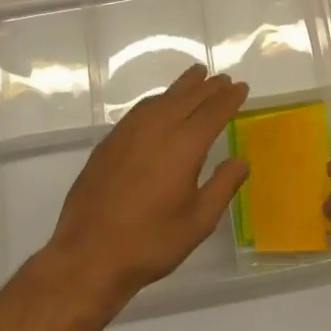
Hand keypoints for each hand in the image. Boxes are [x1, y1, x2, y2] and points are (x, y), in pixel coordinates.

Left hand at [48, 65, 249, 305]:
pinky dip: (158, 99)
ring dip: (182, 86)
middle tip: (222, 78)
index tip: (241, 88)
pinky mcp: (109, 142)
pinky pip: (140, 109)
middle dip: (208, 87)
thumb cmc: (150, 242)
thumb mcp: (198, 222)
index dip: (229, 98)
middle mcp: (157, 129)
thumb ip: (223, 187)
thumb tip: (241, 161)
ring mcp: (129, 133)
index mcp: (184, 146)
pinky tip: (160, 104)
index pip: (213, 112)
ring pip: (161, 99)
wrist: (89, 255)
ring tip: (196, 76)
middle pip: (188, 98)